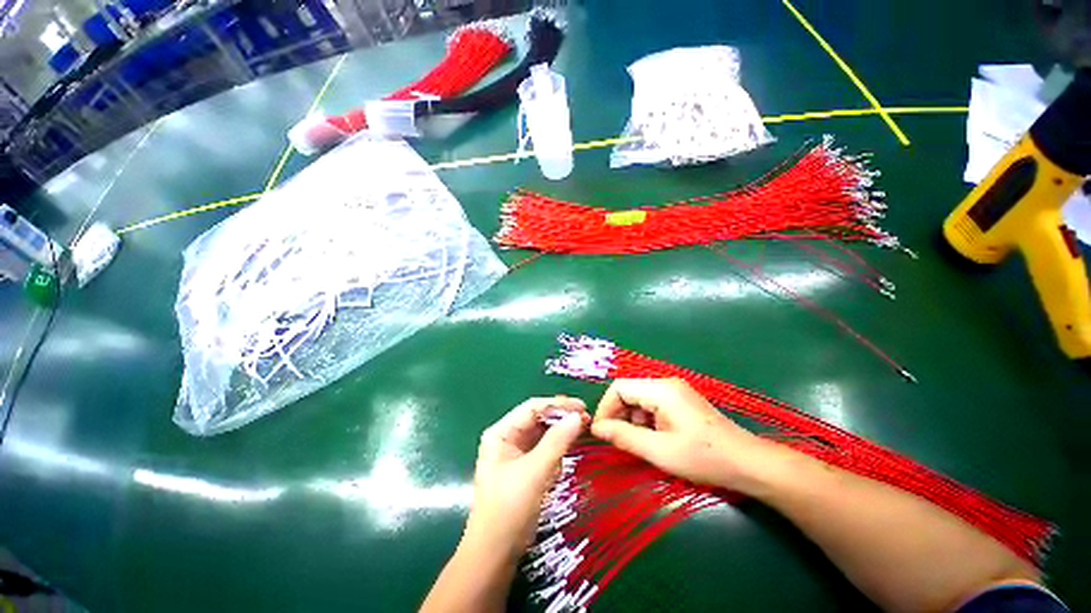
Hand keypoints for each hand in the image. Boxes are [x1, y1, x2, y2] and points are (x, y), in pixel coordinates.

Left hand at [465, 396, 588, 557]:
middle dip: (561, 418)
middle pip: (537, 419)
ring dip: (561, 432)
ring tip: (582, 430)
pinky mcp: (523, 468)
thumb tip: (578, 416)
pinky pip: (543, 450)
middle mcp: (506, 438)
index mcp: (501, 432)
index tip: (582, 407)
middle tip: (586, 419)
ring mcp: (514, 453)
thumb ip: (557, 441)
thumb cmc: (509, 509)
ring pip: (542, 434)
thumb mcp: (535, 472)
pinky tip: (568, 449)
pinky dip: (556, 448)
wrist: (494, 556)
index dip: (557, 405)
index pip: (532, 408)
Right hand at [590, 378, 776, 491]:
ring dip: (632, 420)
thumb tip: (596, 428)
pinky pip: (653, 406)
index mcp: (660, 389)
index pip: (619, 388)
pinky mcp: (681, 402)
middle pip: (629, 392)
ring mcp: (675, 392)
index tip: (601, 432)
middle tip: (617, 441)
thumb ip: (624, 436)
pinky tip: (654, 440)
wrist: (748, 463)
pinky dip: (645, 421)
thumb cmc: (703, 456)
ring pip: (639, 399)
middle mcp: (666, 384)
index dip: (605, 408)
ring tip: (638, 444)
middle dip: (618, 415)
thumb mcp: (659, 450)